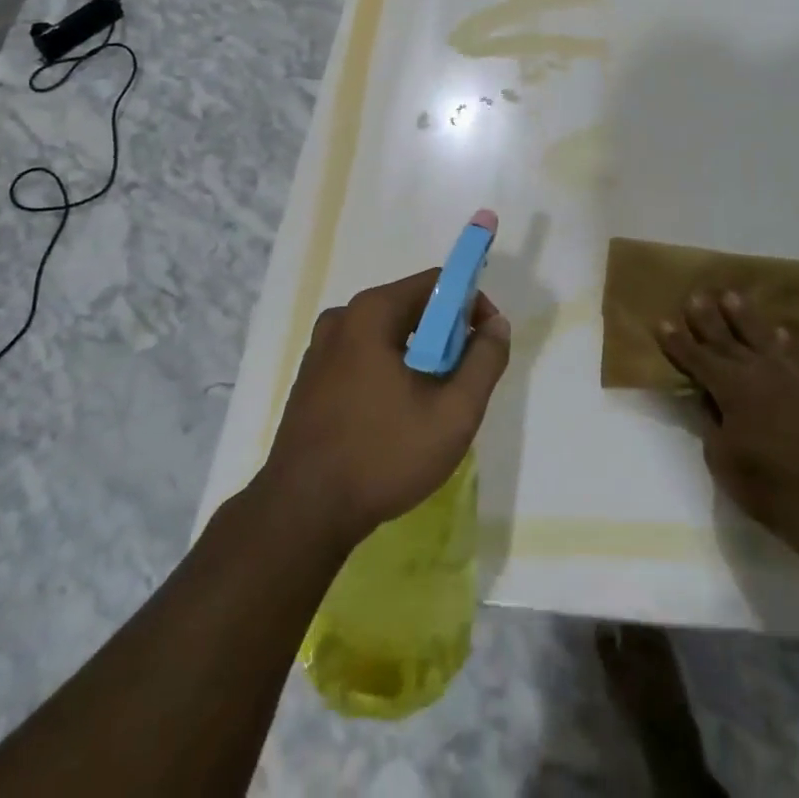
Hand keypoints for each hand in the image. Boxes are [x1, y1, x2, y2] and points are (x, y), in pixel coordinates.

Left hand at [263, 269, 509, 544]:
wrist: (301, 514)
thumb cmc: (383, 456)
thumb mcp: (454, 412)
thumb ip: (484, 361)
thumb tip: (497, 324)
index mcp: (372, 312)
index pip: (436, 283)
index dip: (470, 305)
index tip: (485, 345)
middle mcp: (342, 318)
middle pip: (411, 307)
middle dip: (445, 337)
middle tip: (462, 383)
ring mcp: (320, 349)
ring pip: (387, 336)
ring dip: (418, 358)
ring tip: (431, 406)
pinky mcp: (310, 378)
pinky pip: (363, 357)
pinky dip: (389, 372)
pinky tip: (395, 418)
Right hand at [658, 291, 798, 553]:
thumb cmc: (765, 485)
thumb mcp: (721, 457)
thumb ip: (711, 421)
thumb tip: (708, 397)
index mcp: (731, 388)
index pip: (696, 359)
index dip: (677, 342)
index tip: (662, 321)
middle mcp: (757, 372)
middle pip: (725, 340)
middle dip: (706, 318)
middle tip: (694, 296)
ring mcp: (787, 377)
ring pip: (760, 337)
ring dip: (743, 316)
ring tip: (731, 295)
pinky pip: (792, 356)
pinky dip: (783, 342)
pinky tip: (779, 331)